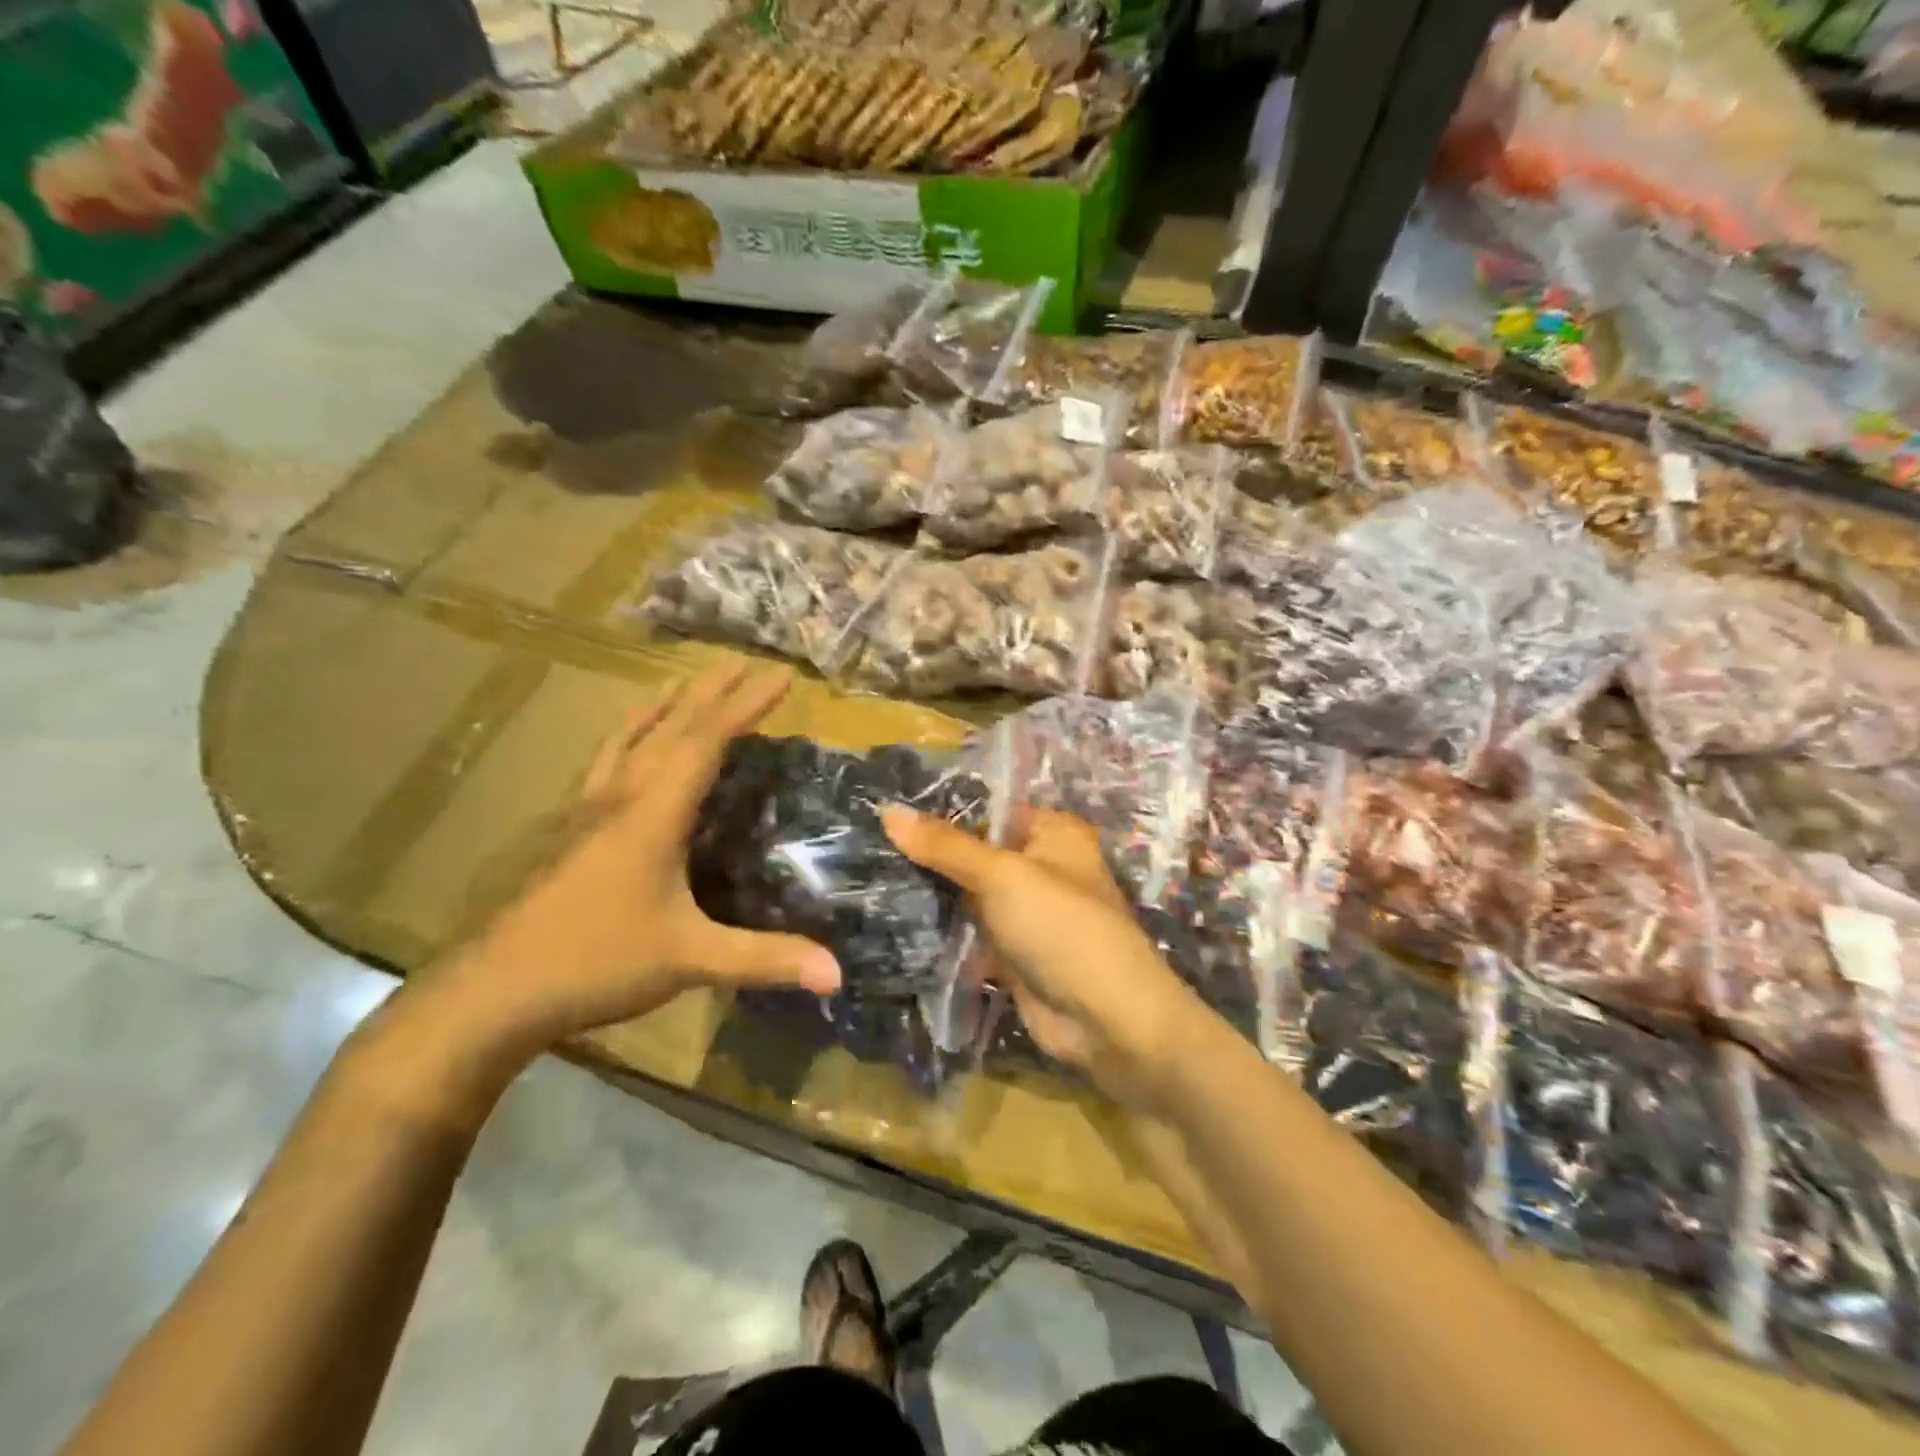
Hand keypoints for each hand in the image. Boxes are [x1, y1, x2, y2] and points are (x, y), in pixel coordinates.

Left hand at [425, 661, 841, 1052]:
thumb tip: (838, 972)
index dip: (745, 705)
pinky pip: (604, 764)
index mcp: (653, 813)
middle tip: (742, 662)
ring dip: (663, 706)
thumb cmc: (595, 962)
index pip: (706, 741)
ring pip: (630, 740)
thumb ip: (764, 958)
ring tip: (682, 681)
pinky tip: (624, 744)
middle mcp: (620, 798)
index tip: (779, 677)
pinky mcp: (567, 831)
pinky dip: (626, 738)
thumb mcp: (689, 959)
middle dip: (711, 693)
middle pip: (669, 728)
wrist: (492, 992)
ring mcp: (587, 812)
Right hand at [883, 806, 1211, 1107]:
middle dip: (929, 856)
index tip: (884, 812)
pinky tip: (890, 922)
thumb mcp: (1002, 876)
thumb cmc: (1062, 927)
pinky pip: (970, 933)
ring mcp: (1026, 912)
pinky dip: (941, 932)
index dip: (941, 811)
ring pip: (969, 895)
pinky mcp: (1013, 953)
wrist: (1106, 1020)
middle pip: (976, 853)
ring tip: (866, 880)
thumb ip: (945, 846)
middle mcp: (1041, 866)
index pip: (989, 809)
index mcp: (1052, 832)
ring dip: (931, 895)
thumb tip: (886, 809)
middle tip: (865, 848)